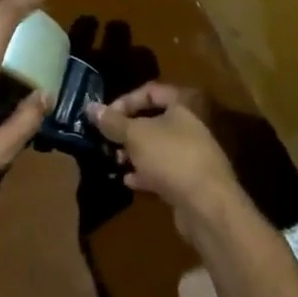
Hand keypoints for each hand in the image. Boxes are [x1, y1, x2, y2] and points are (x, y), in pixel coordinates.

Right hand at [90, 83, 242, 233]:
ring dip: (134, 153)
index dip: (125, 100)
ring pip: (157, 147)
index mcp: (183, 105)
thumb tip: (91, 108)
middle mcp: (191, 125)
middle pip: (153, 120)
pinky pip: (163, 171)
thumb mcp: (135, 135)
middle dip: (127, 130)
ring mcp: (192, 154)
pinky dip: (145, 174)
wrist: (206, 205)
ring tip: (115, 160)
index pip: (150, 91)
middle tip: (107, 140)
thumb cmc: (170, 157)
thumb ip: (113, 122)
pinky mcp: (190, 181)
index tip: (104, 116)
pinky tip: (128, 181)